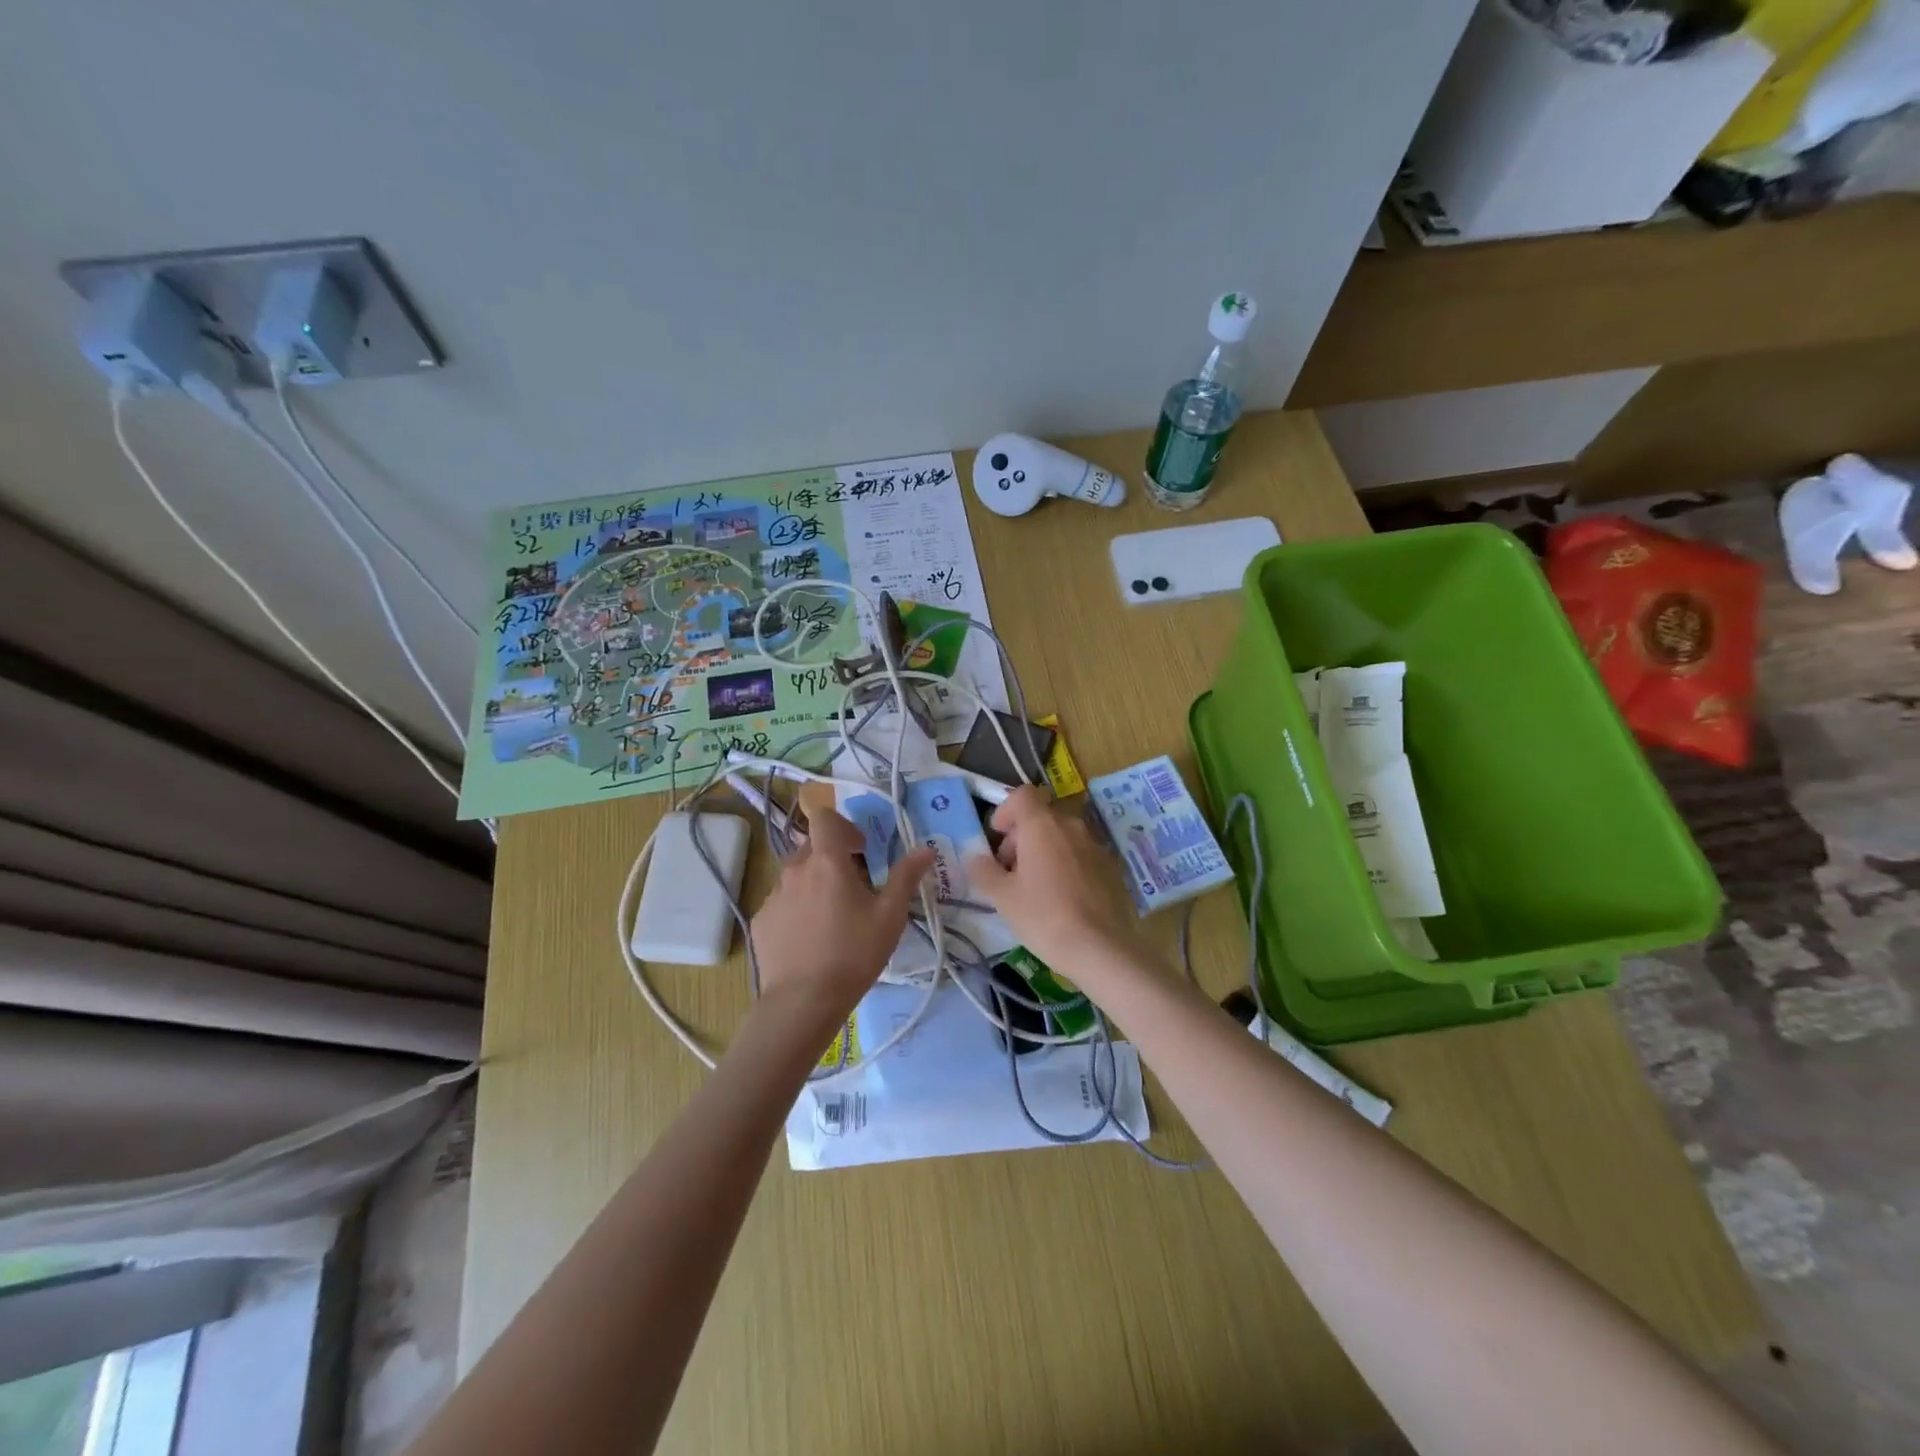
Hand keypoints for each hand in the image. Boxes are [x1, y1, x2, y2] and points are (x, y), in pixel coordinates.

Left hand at [750, 806, 933, 1029]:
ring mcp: (773, 895)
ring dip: (815, 882)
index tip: (861, 848)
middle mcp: (795, 869)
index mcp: (826, 861)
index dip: (843, 825)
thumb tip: (925, 849)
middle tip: (854, 885)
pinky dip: (798, 908)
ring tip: (833, 916)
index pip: (824, 818)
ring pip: (796, 874)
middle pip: (812, 846)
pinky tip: (811, 938)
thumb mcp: (890, 916)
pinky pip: (783, 901)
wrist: (803, 1001)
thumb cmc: (853, 953)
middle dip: (833, 856)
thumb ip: (906, 876)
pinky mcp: (761, 920)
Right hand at [966, 787, 1143, 971]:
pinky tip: (1062, 899)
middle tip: (1009, 872)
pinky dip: (1066, 865)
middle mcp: (1071, 826)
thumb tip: (974, 856)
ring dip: (1044, 851)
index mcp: (1042, 825)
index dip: (1005, 812)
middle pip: (1040, 817)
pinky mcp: (1111, 866)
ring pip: (1061, 836)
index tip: (997, 839)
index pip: (1021, 795)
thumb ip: (984, 870)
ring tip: (1035, 888)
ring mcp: (1095, 845)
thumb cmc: (1044, 917)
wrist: (1100, 948)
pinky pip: (1080, 855)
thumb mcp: (1003, 897)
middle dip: (1021, 838)